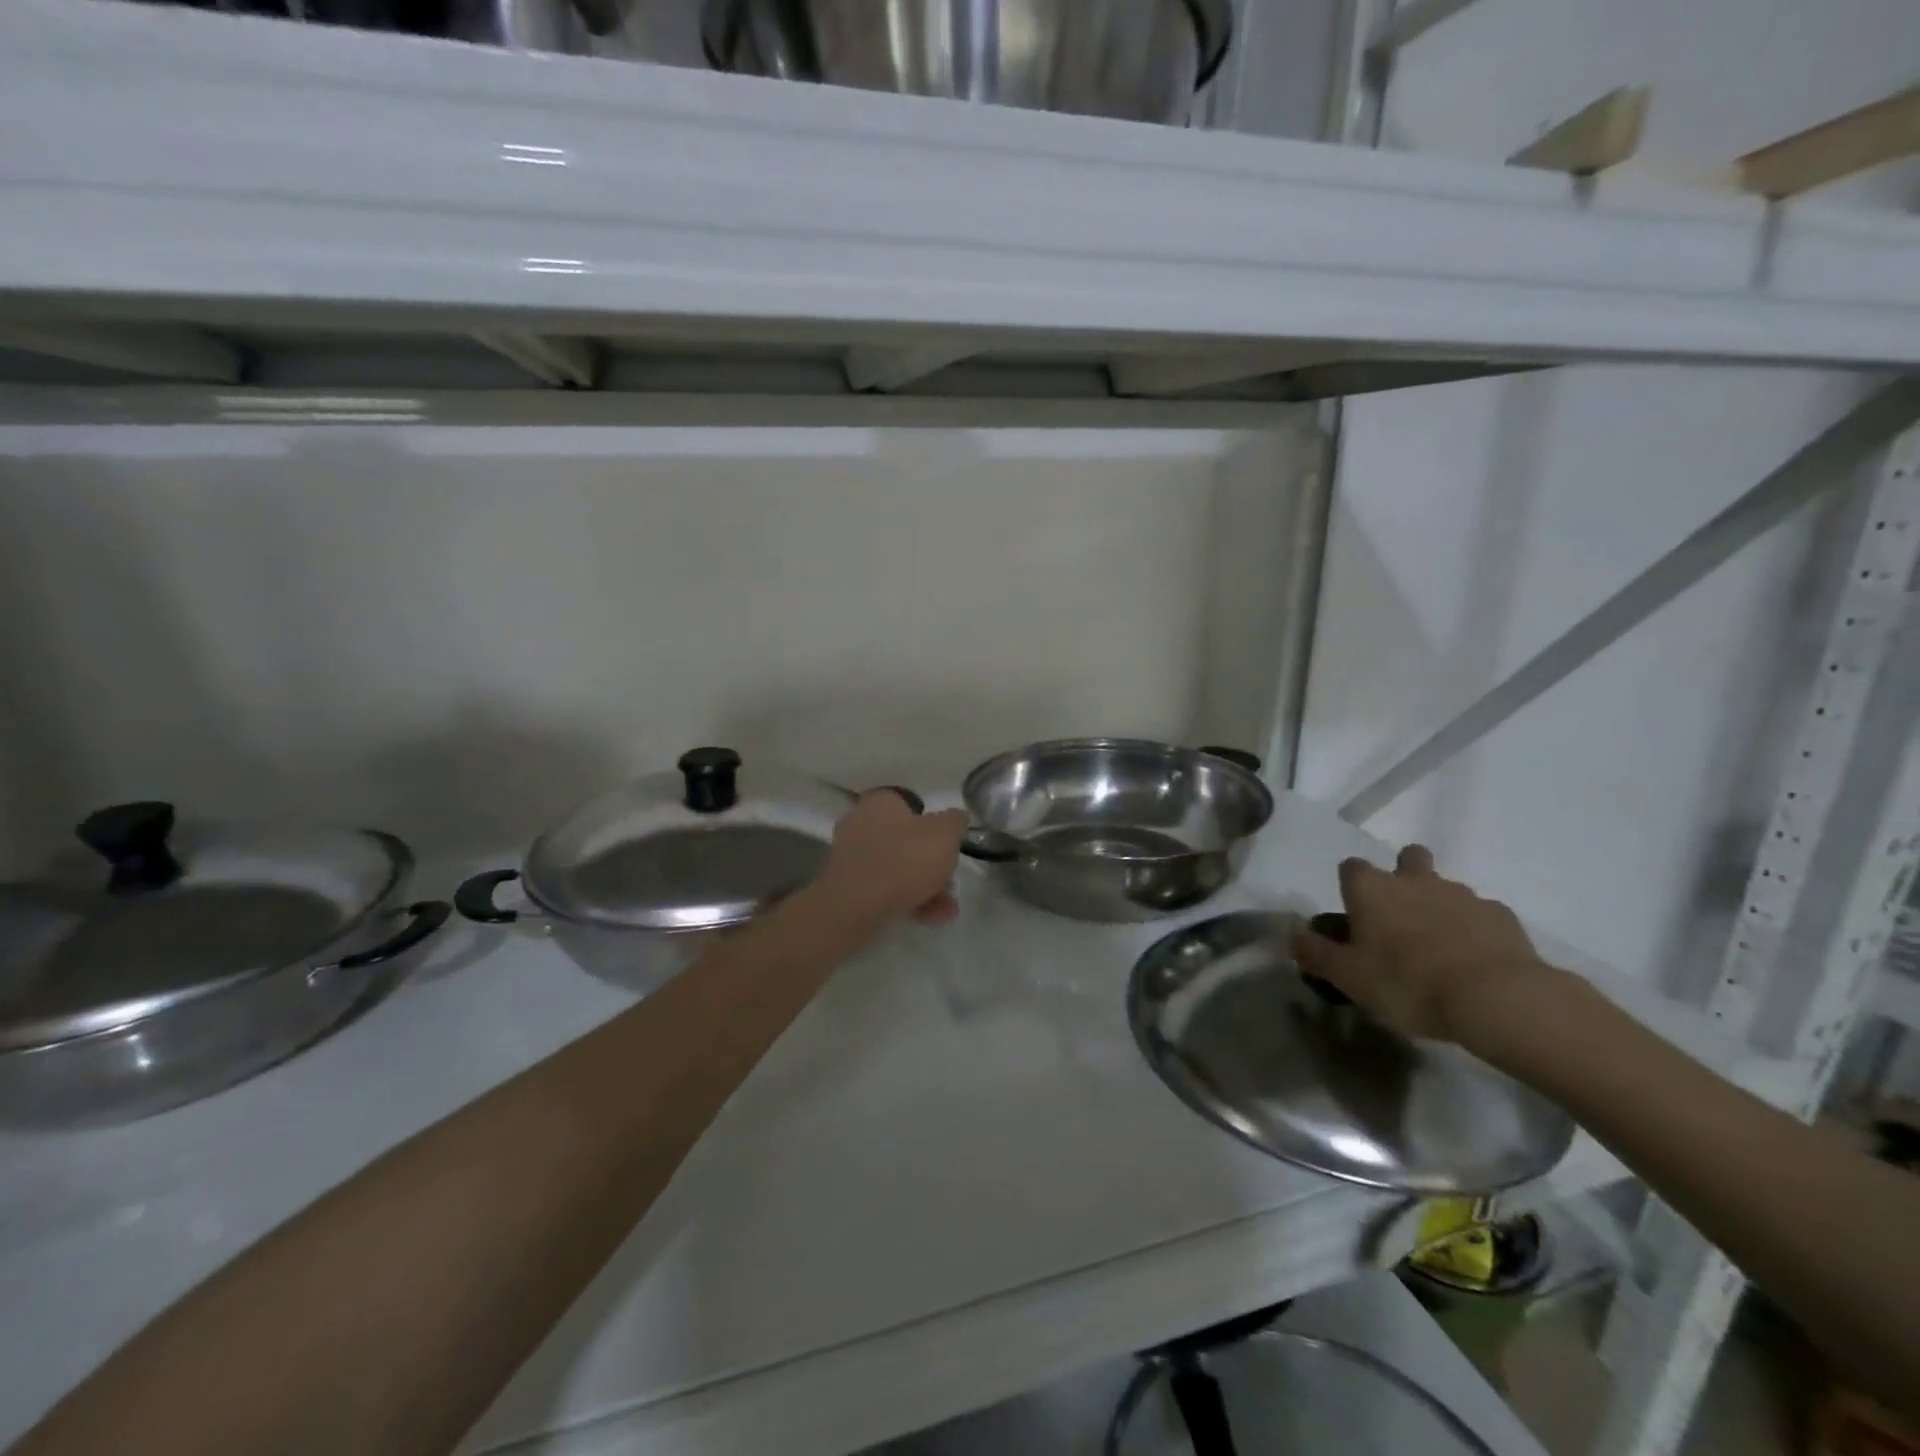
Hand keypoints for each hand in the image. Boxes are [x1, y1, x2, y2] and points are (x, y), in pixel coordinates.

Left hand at [814, 790, 969, 929]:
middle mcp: (861, 823)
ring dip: (925, 887)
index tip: (949, 845)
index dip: (934, 824)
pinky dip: (907, 900)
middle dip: (932, 864)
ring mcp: (851, 857)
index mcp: (880, 802)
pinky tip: (930, 918)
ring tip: (947, 909)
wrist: (854, 907)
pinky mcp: (847, 886)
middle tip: (951, 882)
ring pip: (897, 868)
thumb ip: (955, 822)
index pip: (911, 804)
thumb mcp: (945, 834)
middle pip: (906, 840)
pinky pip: (884, 889)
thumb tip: (956, 819)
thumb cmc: (903, 860)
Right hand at [1294, 844, 1549, 1044]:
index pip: (1350, 867)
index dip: (1351, 887)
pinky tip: (1473, 960)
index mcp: (1371, 888)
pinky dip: (1474, 929)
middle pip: (1407, 857)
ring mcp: (1461, 894)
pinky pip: (1480, 914)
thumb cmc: (1407, 982)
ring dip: (1438, 906)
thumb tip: (1292, 939)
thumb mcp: (1348, 977)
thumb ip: (1316, 954)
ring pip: (1445, 887)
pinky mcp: (1501, 916)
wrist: (1496, 999)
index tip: (1354, 915)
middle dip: (1404, 876)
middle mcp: (1414, 880)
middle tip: (1401, 917)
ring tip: (1439, 949)